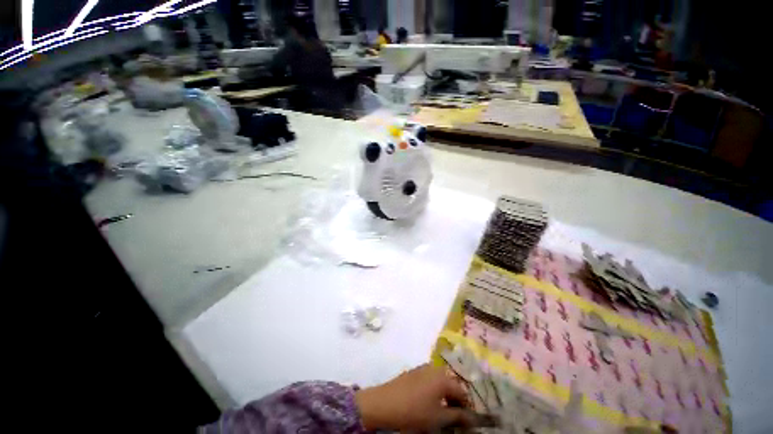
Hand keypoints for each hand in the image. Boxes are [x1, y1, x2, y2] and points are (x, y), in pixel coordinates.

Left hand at [355, 364, 489, 430]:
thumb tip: (473, 420)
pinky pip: (429, 380)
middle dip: (455, 401)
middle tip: (453, 417)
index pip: (462, 392)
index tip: (466, 421)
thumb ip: (458, 417)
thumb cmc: (415, 412)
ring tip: (441, 411)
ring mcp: (423, 368)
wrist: (385, 403)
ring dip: (444, 396)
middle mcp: (435, 368)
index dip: (466, 408)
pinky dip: (433, 391)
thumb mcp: (439, 419)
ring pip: (440, 382)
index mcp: (443, 378)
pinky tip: (428, 403)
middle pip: (451, 384)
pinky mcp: (413, 372)